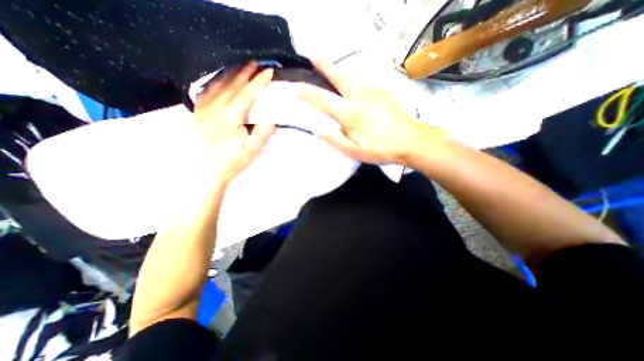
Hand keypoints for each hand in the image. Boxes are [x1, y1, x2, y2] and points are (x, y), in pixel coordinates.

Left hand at [192, 62, 275, 184]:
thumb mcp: (252, 148)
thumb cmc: (231, 160)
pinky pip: (206, 92)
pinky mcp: (198, 114)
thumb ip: (263, 131)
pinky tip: (216, 81)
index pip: (249, 93)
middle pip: (233, 85)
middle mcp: (218, 106)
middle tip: (254, 62)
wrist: (205, 171)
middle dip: (245, 72)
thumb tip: (272, 119)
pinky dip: (214, 83)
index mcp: (233, 114)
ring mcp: (206, 109)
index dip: (259, 81)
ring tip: (238, 66)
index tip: (268, 71)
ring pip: (218, 85)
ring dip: (230, 74)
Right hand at [296, 60, 443, 165]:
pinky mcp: (383, 91)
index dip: (305, 92)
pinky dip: (354, 81)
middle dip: (324, 65)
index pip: (322, 99)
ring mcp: (373, 91)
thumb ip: (334, 139)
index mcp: (350, 113)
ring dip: (339, 71)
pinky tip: (353, 86)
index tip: (293, 86)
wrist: (411, 141)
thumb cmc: (380, 149)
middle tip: (313, 55)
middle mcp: (360, 96)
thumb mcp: (354, 151)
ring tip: (331, 69)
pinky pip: (364, 82)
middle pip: (338, 76)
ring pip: (352, 77)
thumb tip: (317, 127)